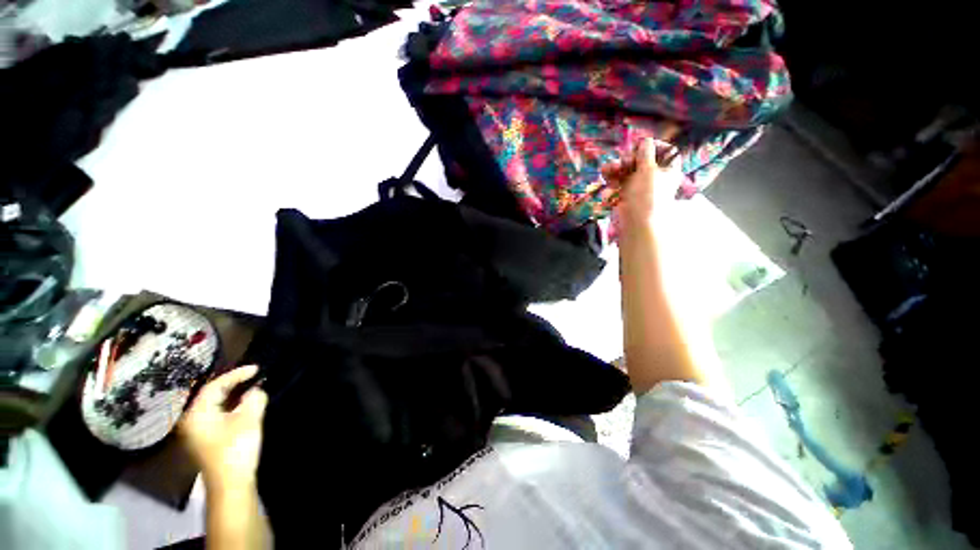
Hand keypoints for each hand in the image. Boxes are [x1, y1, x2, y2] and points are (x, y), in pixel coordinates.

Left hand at [180, 365, 267, 488]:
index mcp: (198, 414)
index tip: (256, 369)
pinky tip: (244, 406)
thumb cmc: (235, 450)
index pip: (215, 386)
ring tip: (252, 387)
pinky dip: (231, 406)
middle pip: (212, 395)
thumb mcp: (248, 421)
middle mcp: (193, 421)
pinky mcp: (206, 440)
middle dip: (233, 384)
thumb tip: (256, 390)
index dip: (236, 375)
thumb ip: (253, 400)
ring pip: (215, 405)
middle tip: (254, 376)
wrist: (230, 485)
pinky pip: (217, 414)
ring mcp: (198, 432)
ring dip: (233, 395)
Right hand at [602, 137, 682, 230]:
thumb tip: (645, 140)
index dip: (654, 146)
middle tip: (622, 162)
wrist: (636, 223)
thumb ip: (645, 153)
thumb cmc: (647, 195)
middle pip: (642, 159)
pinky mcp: (625, 194)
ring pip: (627, 170)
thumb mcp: (648, 170)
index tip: (642, 145)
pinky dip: (612, 180)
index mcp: (667, 169)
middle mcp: (654, 176)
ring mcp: (639, 185)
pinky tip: (606, 180)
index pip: (666, 151)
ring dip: (615, 168)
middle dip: (628, 158)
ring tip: (606, 170)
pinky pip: (618, 182)